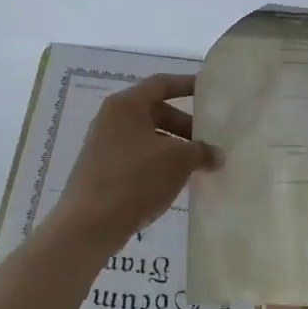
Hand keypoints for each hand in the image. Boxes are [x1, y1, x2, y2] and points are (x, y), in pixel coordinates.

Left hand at [51, 74, 219, 246]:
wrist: (90, 224)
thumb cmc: (135, 179)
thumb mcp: (177, 161)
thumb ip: (202, 152)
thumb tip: (217, 155)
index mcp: (126, 105)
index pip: (161, 84)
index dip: (186, 85)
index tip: (209, 92)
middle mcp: (111, 119)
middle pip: (154, 111)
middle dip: (183, 124)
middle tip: (207, 141)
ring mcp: (104, 145)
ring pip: (147, 136)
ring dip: (172, 146)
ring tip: (196, 164)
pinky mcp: (102, 169)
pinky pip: (137, 156)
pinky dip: (158, 162)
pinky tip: (174, 181)